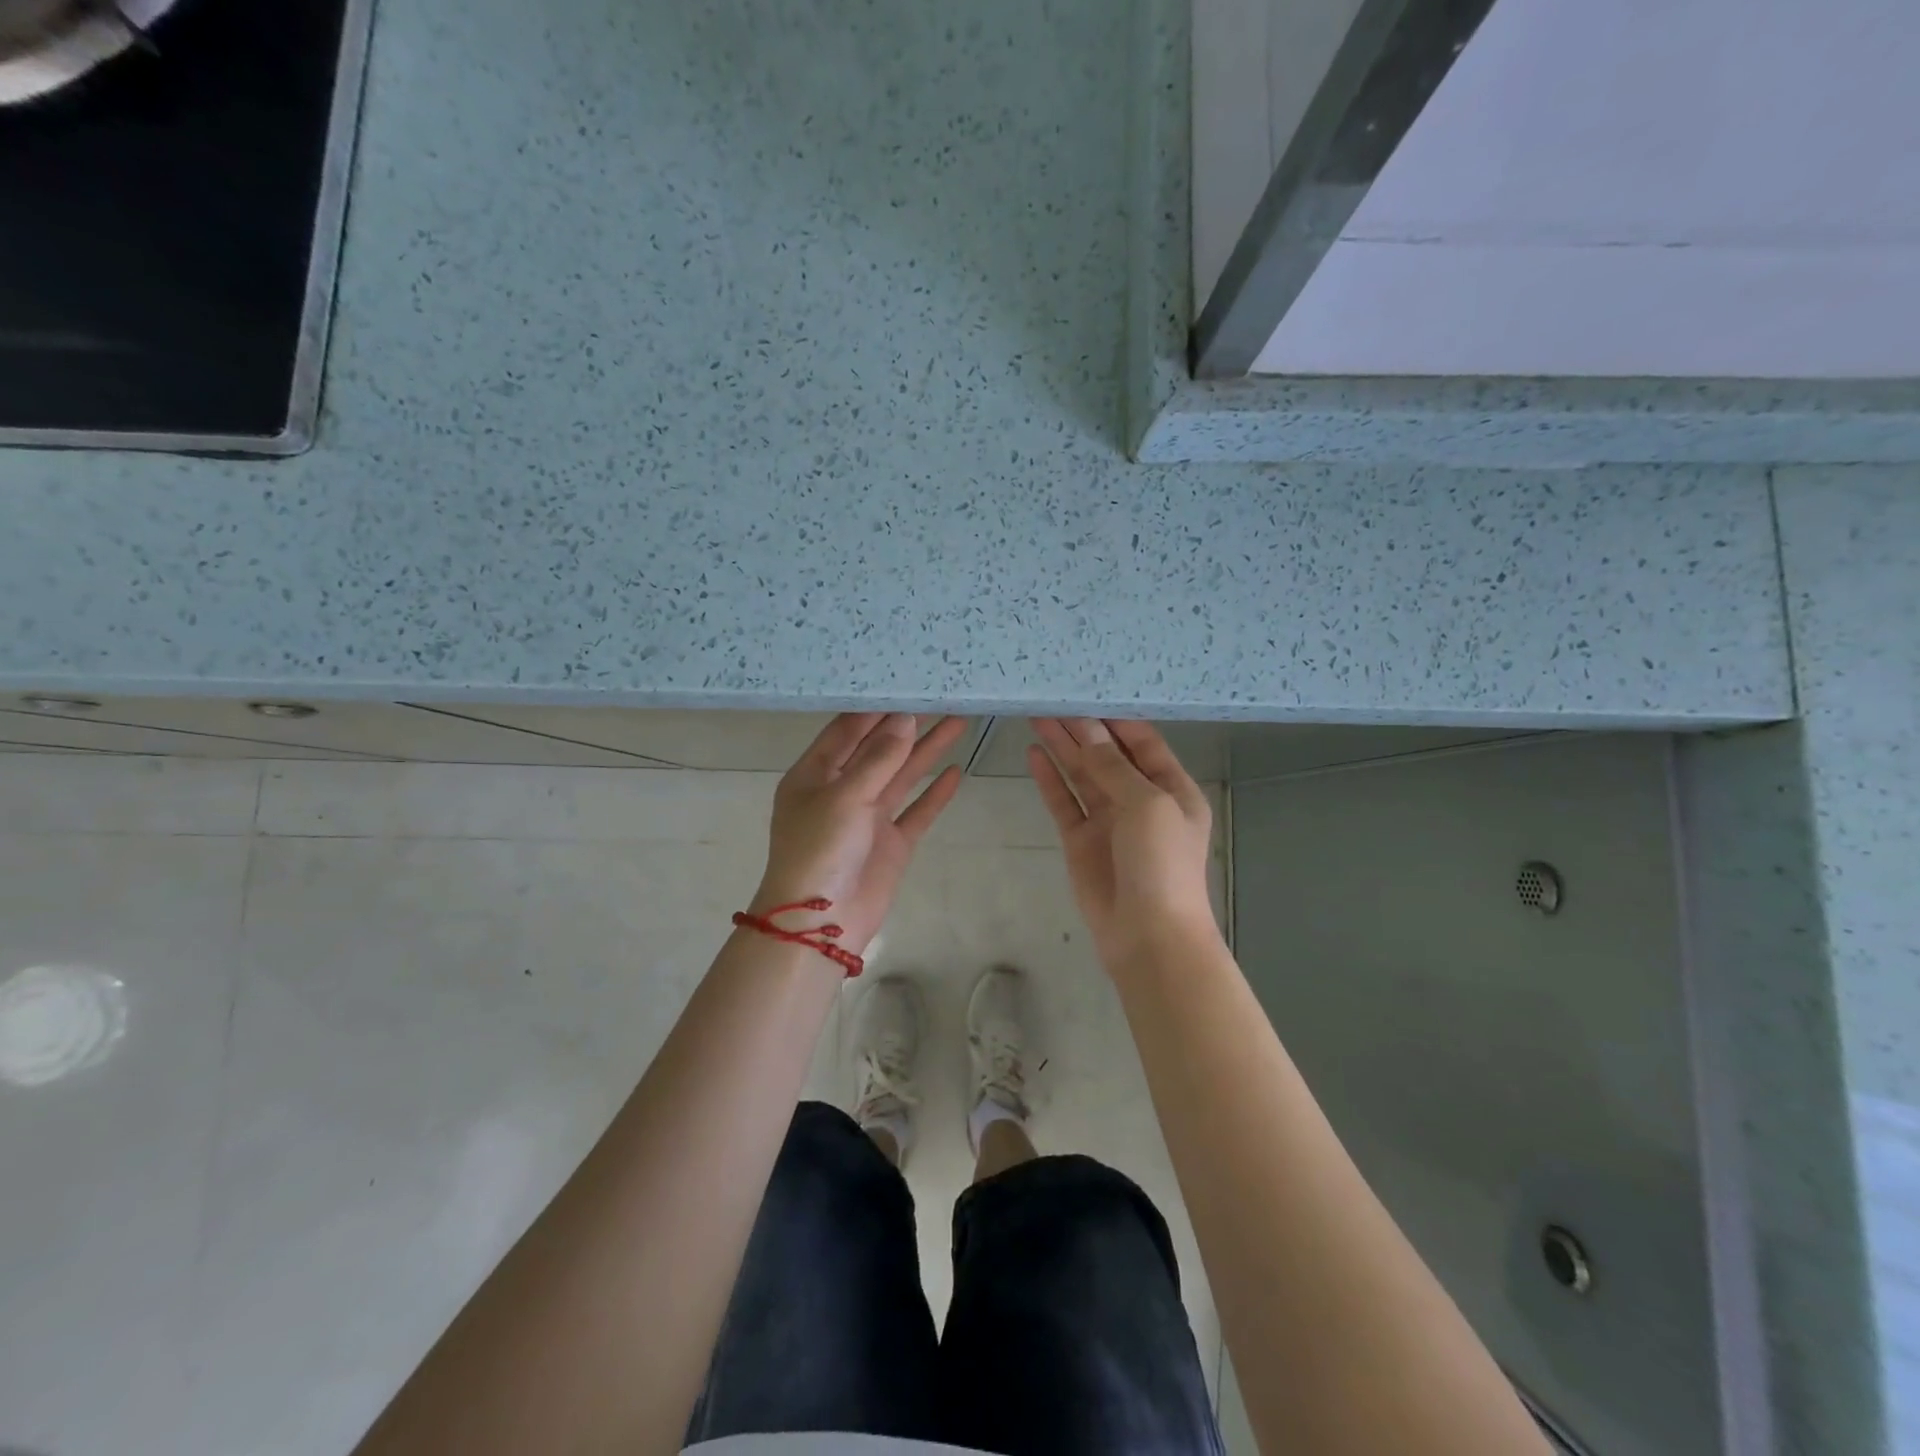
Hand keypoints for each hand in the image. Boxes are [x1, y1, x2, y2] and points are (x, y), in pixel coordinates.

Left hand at [751, 713, 968, 955]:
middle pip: (879, 749)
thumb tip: (904, 719)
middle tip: (942, 696)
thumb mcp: (844, 796)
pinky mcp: (890, 843)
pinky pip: (916, 811)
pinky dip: (935, 794)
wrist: (821, 924)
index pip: (847, 730)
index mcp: (815, 774)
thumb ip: (878, 758)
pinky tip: (957, 771)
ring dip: (928, 751)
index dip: (877, 708)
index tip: (907, 683)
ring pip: (901, 776)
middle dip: (909, 724)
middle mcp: (841, 791)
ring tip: (959, 721)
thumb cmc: (820, 850)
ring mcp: (868, 818)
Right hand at [1028, 718, 1218, 968]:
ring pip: (1082, 774)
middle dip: (1082, 728)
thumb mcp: (1147, 805)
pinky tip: (1033, 754)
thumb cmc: (1162, 864)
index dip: (1114, 718)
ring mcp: (1108, 821)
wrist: (1148, 936)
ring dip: (1062, 747)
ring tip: (1037, 715)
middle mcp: (1140, 800)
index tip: (1085, 691)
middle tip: (1051, 698)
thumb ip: (1112, 767)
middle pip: (1107, 754)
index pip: (1142, 742)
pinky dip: (1049, 779)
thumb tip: (1086, 729)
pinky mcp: (1080, 841)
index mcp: (1171, 788)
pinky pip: (1063, 802)